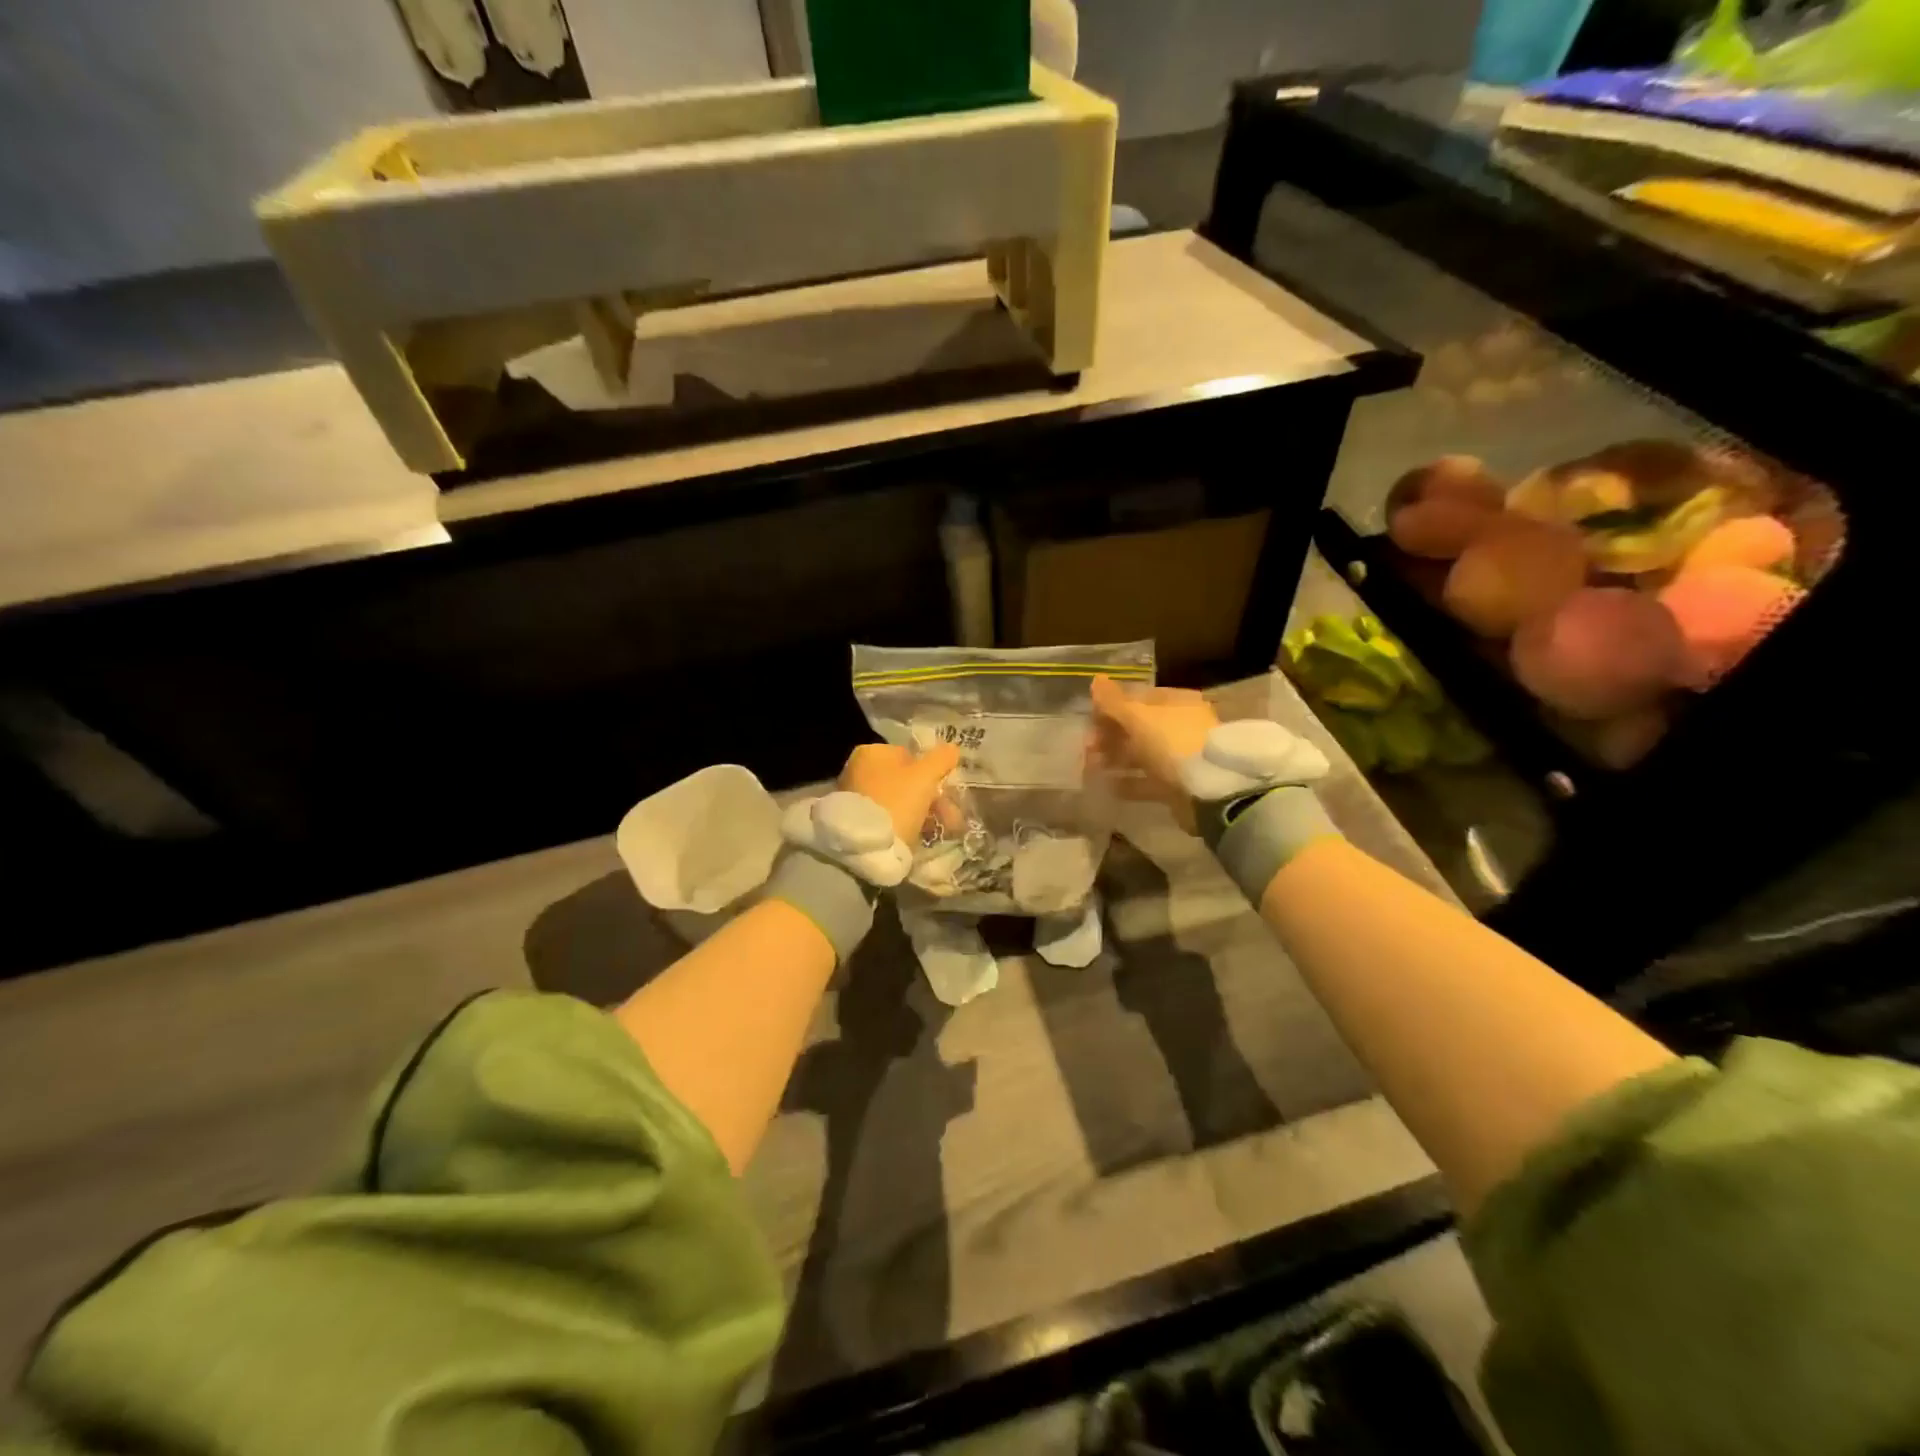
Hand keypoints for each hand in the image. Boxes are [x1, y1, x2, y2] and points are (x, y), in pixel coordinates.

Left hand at [838, 742, 962, 842]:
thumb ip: (940, 759)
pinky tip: (921, 837)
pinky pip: (890, 818)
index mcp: (871, 753)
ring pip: (900, 801)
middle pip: (906, 781)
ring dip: (925, 813)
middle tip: (952, 818)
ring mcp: (856, 797)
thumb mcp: (924, 777)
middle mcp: (859, 770)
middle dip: (932, 798)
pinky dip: (906, 825)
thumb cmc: (896, 801)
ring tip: (944, 831)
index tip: (946, 791)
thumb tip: (952, 747)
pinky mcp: (857, 822)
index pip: (910, 756)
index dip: (932, 772)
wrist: (866, 846)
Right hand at [1089, 675, 1219, 831]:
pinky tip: (1108, 787)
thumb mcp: (1140, 717)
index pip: (1138, 698)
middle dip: (1110, 737)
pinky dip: (1128, 783)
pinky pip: (1147, 781)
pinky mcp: (1179, 784)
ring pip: (1141, 755)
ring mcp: (1181, 757)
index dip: (1111, 707)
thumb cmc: (1173, 743)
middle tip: (1087, 749)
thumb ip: (1114, 702)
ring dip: (1115, 760)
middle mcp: (1181, 726)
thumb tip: (1096, 679)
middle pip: (1138, 728)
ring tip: (1091, 769)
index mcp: (1177, 702)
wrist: (1210, 790)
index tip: (1089, 722)